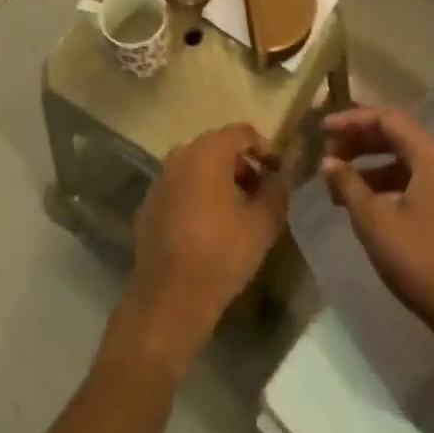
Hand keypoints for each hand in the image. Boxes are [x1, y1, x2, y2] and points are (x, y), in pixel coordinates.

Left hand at [107, 124, 287, 373]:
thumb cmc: (221, 255)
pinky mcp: (149, 203)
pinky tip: (209, 226)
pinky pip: (180, 187)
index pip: (242, 132)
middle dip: (243, 165)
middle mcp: (179, 156)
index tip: (279, 172)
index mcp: (207, 152)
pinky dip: (198, 195)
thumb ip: (277, 190)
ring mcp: (160, 179)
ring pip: (197, 166)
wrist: (169, 300)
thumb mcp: (262, 224)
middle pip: (218, 147)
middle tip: (262, 193)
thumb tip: (284, 174)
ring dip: (220, 179)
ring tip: (239, 211)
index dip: (265, 148)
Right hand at [322, 108, 433, 373]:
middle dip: (358, 141)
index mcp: (430, 155)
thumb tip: (328, 161)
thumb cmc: (421, 260)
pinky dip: (384, 183)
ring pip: (402, 159)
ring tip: (339, 183)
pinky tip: (363, 203)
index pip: (386, 119)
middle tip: (329, 154)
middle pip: (395, 135)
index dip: (352, 120)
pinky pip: (411, 180)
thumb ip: (349, 185)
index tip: (323, 130)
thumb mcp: (375, 221)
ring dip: (369, 165)